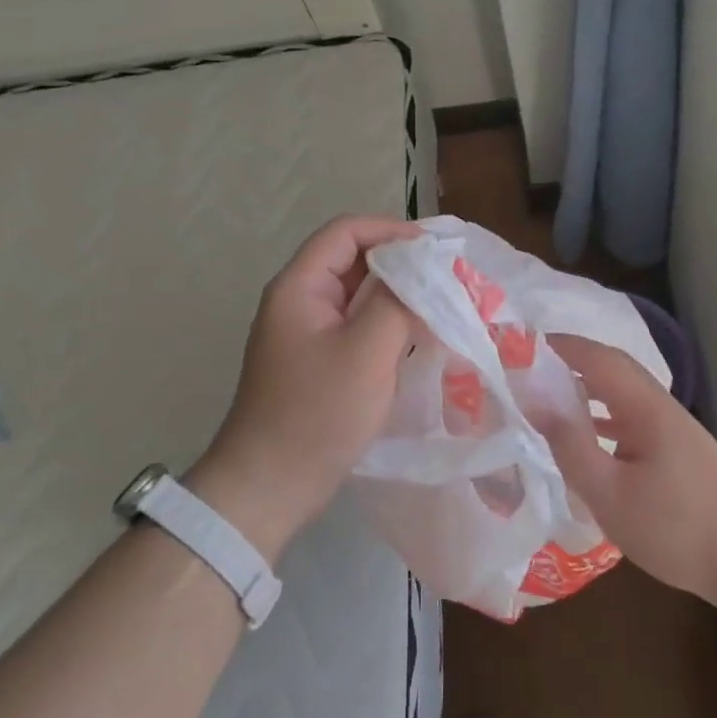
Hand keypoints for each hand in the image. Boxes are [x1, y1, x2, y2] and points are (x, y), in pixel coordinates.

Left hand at [185, 216, 420, 558]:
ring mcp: (307, 333)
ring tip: (441, 303)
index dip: (391, 230)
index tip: (435, 250)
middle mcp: (300, 301)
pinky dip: (388, 322)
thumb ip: (398, 302)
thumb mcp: (366, 352)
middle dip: (401, 263)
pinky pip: (357, 325)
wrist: (269, 486)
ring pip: (358, 295)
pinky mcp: (318, 361)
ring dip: (397, 294)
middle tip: (447, 277)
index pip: (346, 232)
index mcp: (300, 287)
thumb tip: (426, 271)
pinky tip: (419, 337)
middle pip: (353, 260)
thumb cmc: (317, 413)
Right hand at [537, 336, 716, 603]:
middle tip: (530, 367)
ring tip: (549, 395)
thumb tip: (537, 402)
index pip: (598, 358)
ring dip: (587, 385)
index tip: (523, 345)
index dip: (561, 346)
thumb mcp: (610, 494)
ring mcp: (672, 426)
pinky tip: (587, 434)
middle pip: (613, 367)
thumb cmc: (676, 528)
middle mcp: (659, 405)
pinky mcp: (677, 447)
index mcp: (645, 407)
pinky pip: (632, 414)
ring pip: (623, 391)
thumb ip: (572, 446)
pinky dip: (603, 412)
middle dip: (572, 360)